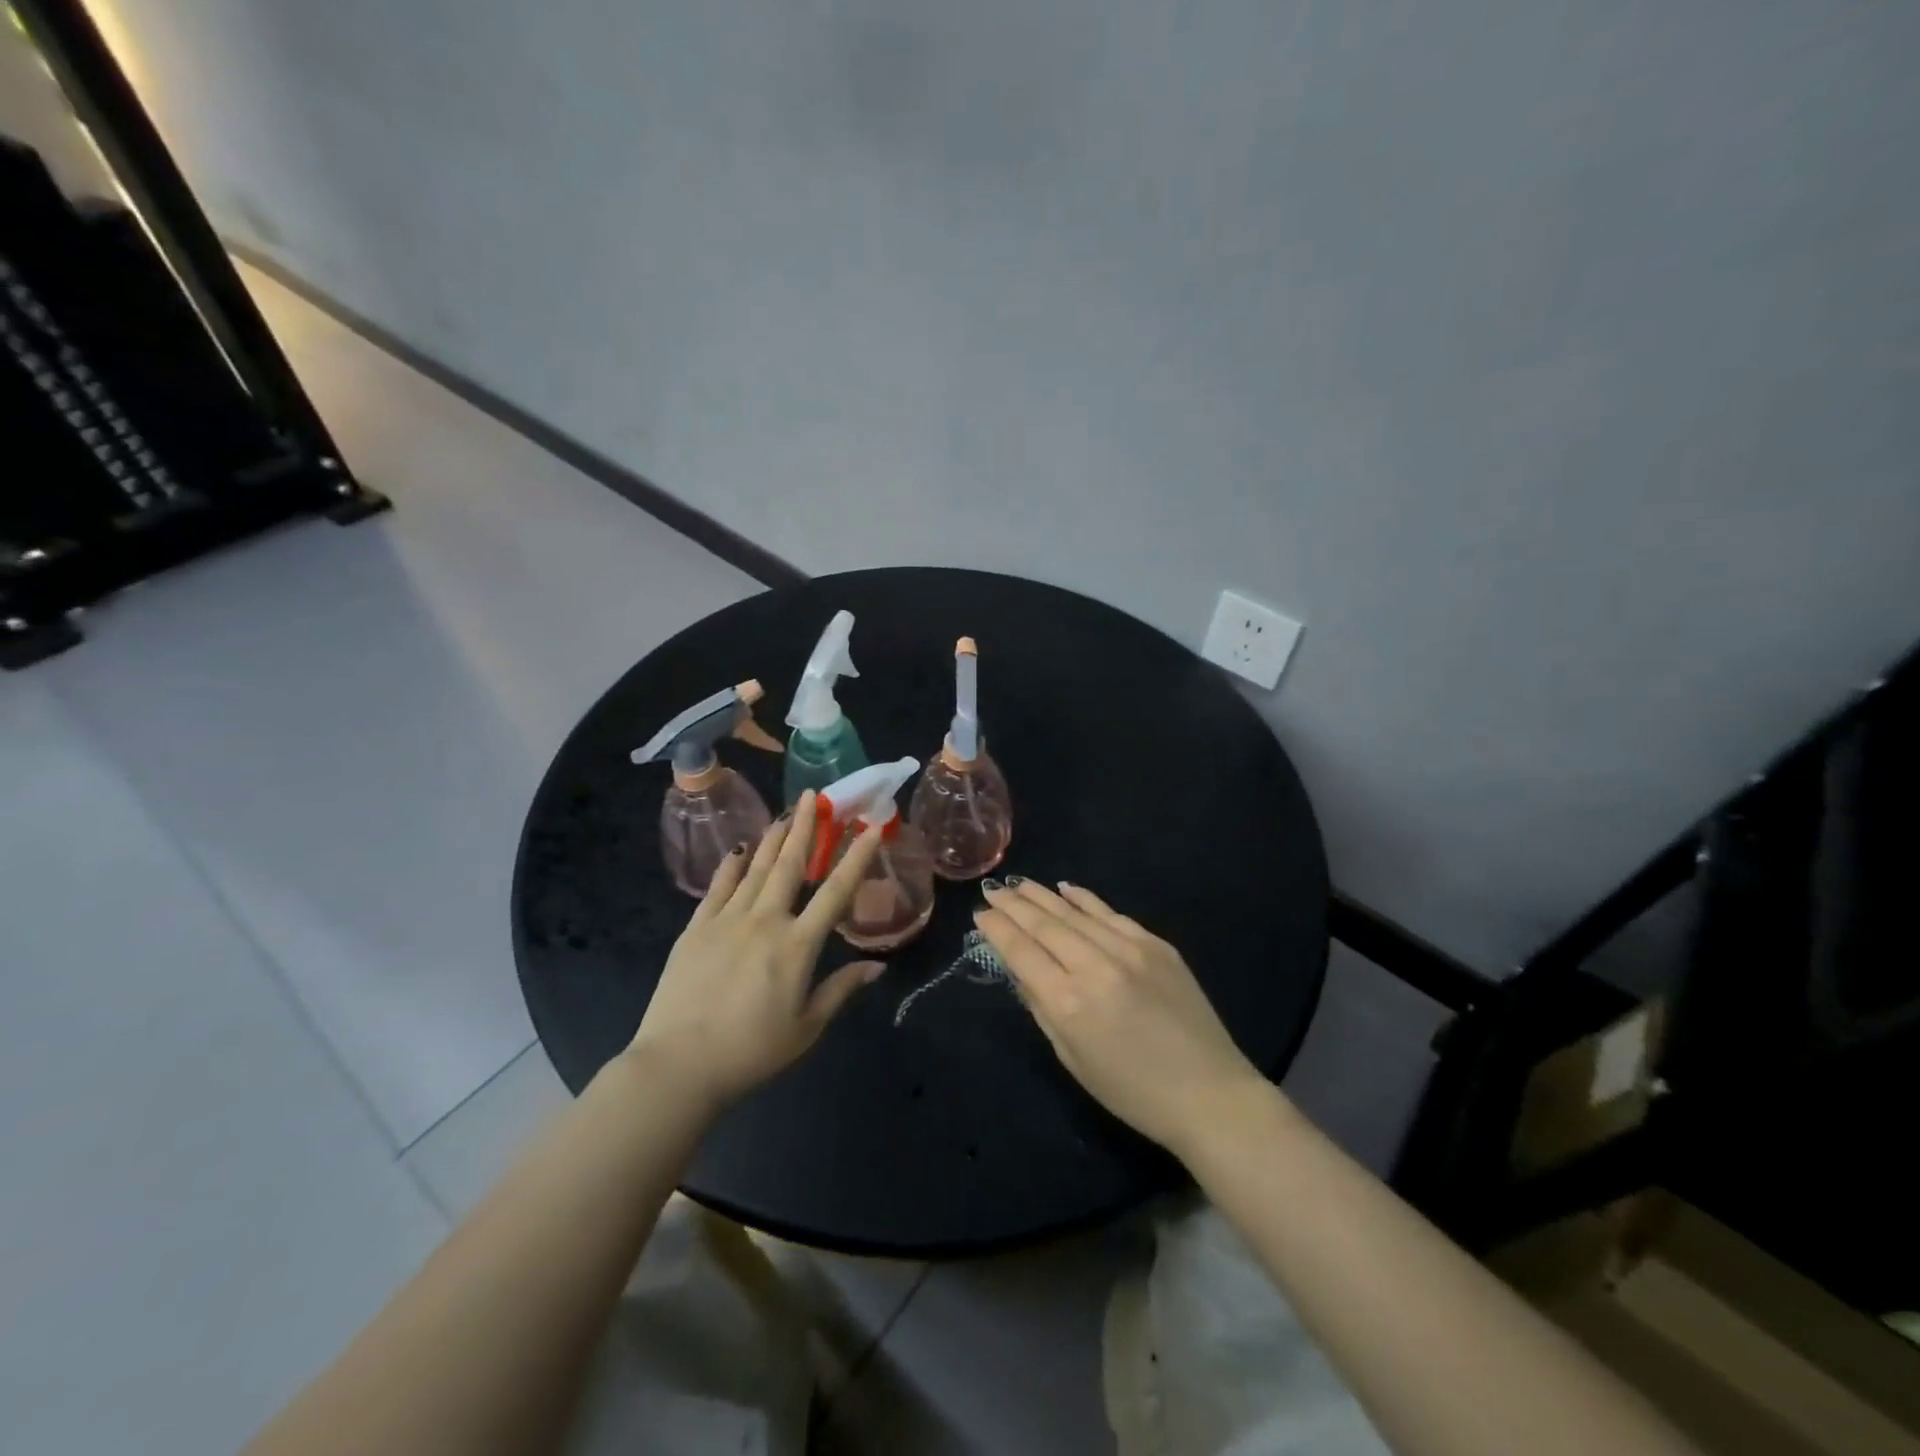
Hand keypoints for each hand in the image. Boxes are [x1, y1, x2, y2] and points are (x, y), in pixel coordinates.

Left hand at [628, 790, 887, 1109]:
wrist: (678, 1064)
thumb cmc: (751, 1051)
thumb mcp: (806, 1028)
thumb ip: (841, 990)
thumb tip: (877, 965)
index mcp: (797, 946)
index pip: (835, 892)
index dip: (856, 858)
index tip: (870, 828)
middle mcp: (765, 921)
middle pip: (790, 865)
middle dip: (805, 827)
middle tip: (814, 796)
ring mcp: (727, 921)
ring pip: (755, 869)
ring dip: (772, 839)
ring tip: (784, 813)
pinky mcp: (696, 929)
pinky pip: (718, 888)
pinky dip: (731, 867)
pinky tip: (738, 850)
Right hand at [975, 880, 1267, 1154]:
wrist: (1209, 1093)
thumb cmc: (1132, 1091)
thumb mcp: (1073, 1059)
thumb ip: (1042, 1009)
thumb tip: (1021, 971)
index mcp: (1069, 1002)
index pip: (1021, 952)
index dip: (998, 930)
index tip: (980, 914)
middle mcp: (1095, 965)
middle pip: (1044, 925)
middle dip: (1014, 905)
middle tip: (993, 891)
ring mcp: (1129, 949)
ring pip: (1075, 913)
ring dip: (1043, 896)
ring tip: (1020, 884)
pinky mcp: (1156, 944)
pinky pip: (1111, 914)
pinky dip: (1085, 899)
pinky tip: (1066, 889)